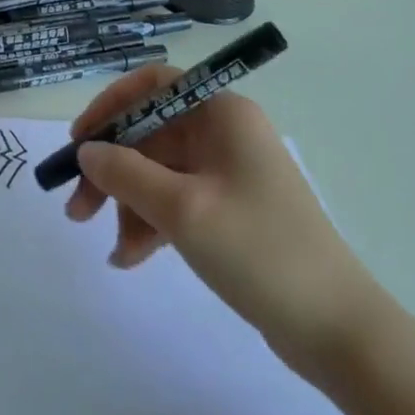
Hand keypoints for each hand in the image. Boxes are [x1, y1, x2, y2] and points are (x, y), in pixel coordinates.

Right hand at [64, 66, 376, 377]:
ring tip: (112, 248)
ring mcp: (228, 172)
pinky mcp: (229, 209)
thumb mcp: (183, 209)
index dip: (110, 106)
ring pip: (159, 171)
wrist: (338, 330)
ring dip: (128, 202)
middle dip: (112, 169)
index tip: (79, 141)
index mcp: (222, 114)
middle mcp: (224, 133)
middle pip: (150, 133)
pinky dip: (151, 222)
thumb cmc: (259, 251)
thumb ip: (126, 173)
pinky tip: (131, 257)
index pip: (153, 85)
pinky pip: (176, 201)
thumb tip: (86, 151)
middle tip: (77, 208)